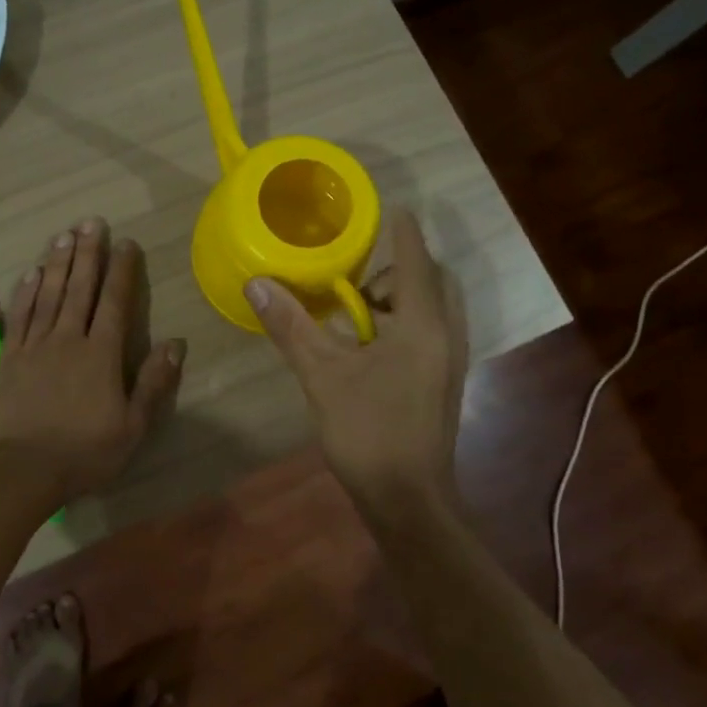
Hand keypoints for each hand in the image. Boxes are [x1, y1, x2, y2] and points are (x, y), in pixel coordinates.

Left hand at [0, 217, 185, 502]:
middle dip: (88, 253)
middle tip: (91, 222)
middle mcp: (68, 339)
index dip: (121, 271)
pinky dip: (26, 292)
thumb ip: (153, 382)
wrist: (23, 470)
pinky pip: (19, 316)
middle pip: (80, 288)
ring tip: (64, 235)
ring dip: (57, 263)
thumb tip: (176, 343)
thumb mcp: (133, 426)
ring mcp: (35, 346)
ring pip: (48, 295)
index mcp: (101, 354)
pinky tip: (31, 272)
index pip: (114, 302)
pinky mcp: (9, 358)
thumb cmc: (85, 452)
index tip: (125, 243)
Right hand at [245, 208, 467, 507]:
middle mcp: (445, 335)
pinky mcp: (442, 381)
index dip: (403, 232)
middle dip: (398, 271)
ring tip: (357, 313)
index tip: (392, 208)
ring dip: (400, 299)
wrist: (407, 498)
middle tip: (356, 282)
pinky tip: (370, 346)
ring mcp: (449, 361)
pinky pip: (429, 332)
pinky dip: (404, 323)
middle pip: (431, 281)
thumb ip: (291, 326)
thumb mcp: (322, 375)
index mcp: (422, 325)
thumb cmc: (368, 431)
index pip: (415, 260)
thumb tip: (257, 284)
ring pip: (432, 309)